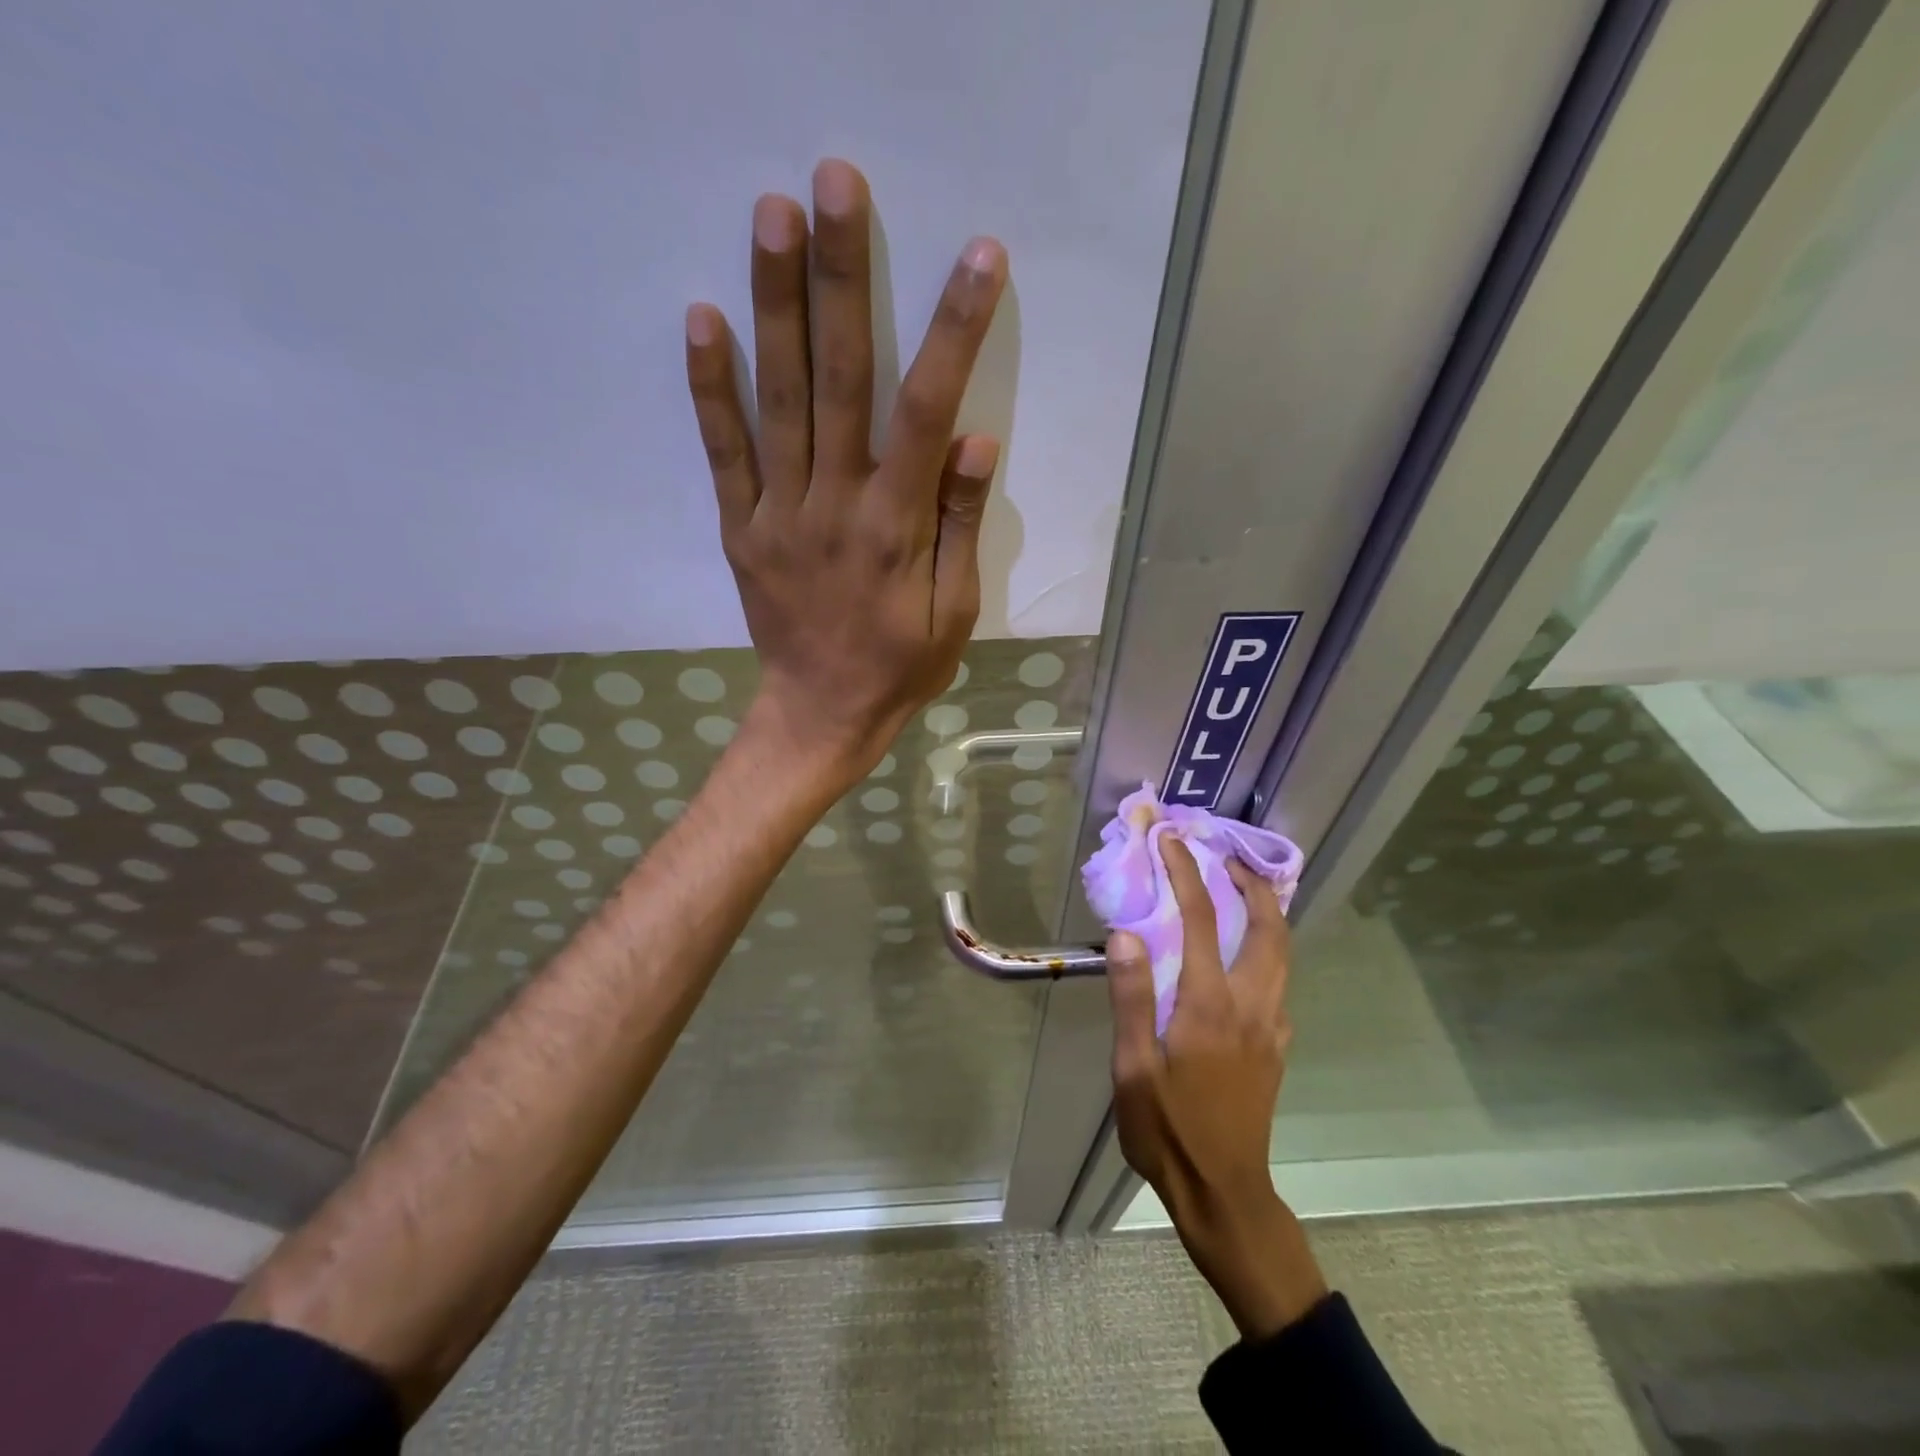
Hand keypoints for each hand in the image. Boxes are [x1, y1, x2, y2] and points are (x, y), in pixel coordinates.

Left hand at [684, 159, 1008, 778]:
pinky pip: (723, 452)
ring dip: (775, 304)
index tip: (976, 257)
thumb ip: (960, 526)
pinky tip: (702, 317)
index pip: (925, 411)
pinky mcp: (741, 527)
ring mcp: (778, 513)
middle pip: (838, 379)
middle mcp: (834, 505)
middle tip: (836, 183)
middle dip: (842, 277)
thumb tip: (974, 440)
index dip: (953, 331)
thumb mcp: (954, 613)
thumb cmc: (900, 666)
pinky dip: (710, 388)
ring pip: (777, 400)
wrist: (820, 715)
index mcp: (895, 527)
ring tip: (772, 214)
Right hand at [1107, 839, 1326, 1339]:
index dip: (1186, 874)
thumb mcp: (1133, 1068)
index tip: (1172, 842)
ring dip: (1267, 911)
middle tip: (1225, 857)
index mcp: (1209, 1004)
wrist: (1224, 1190)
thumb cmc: (1168, 1129)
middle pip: (1268, 927)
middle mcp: (1250, 1005)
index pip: (1202, 920)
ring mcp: (1270, 1025)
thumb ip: (1132, 998)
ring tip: (1240, 890)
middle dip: (1251, 883)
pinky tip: (1247, 953)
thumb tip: (1127, 934)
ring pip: (1283, 952)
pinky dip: (1269, 946)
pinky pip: (1280, 979)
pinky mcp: (1275, 1045)